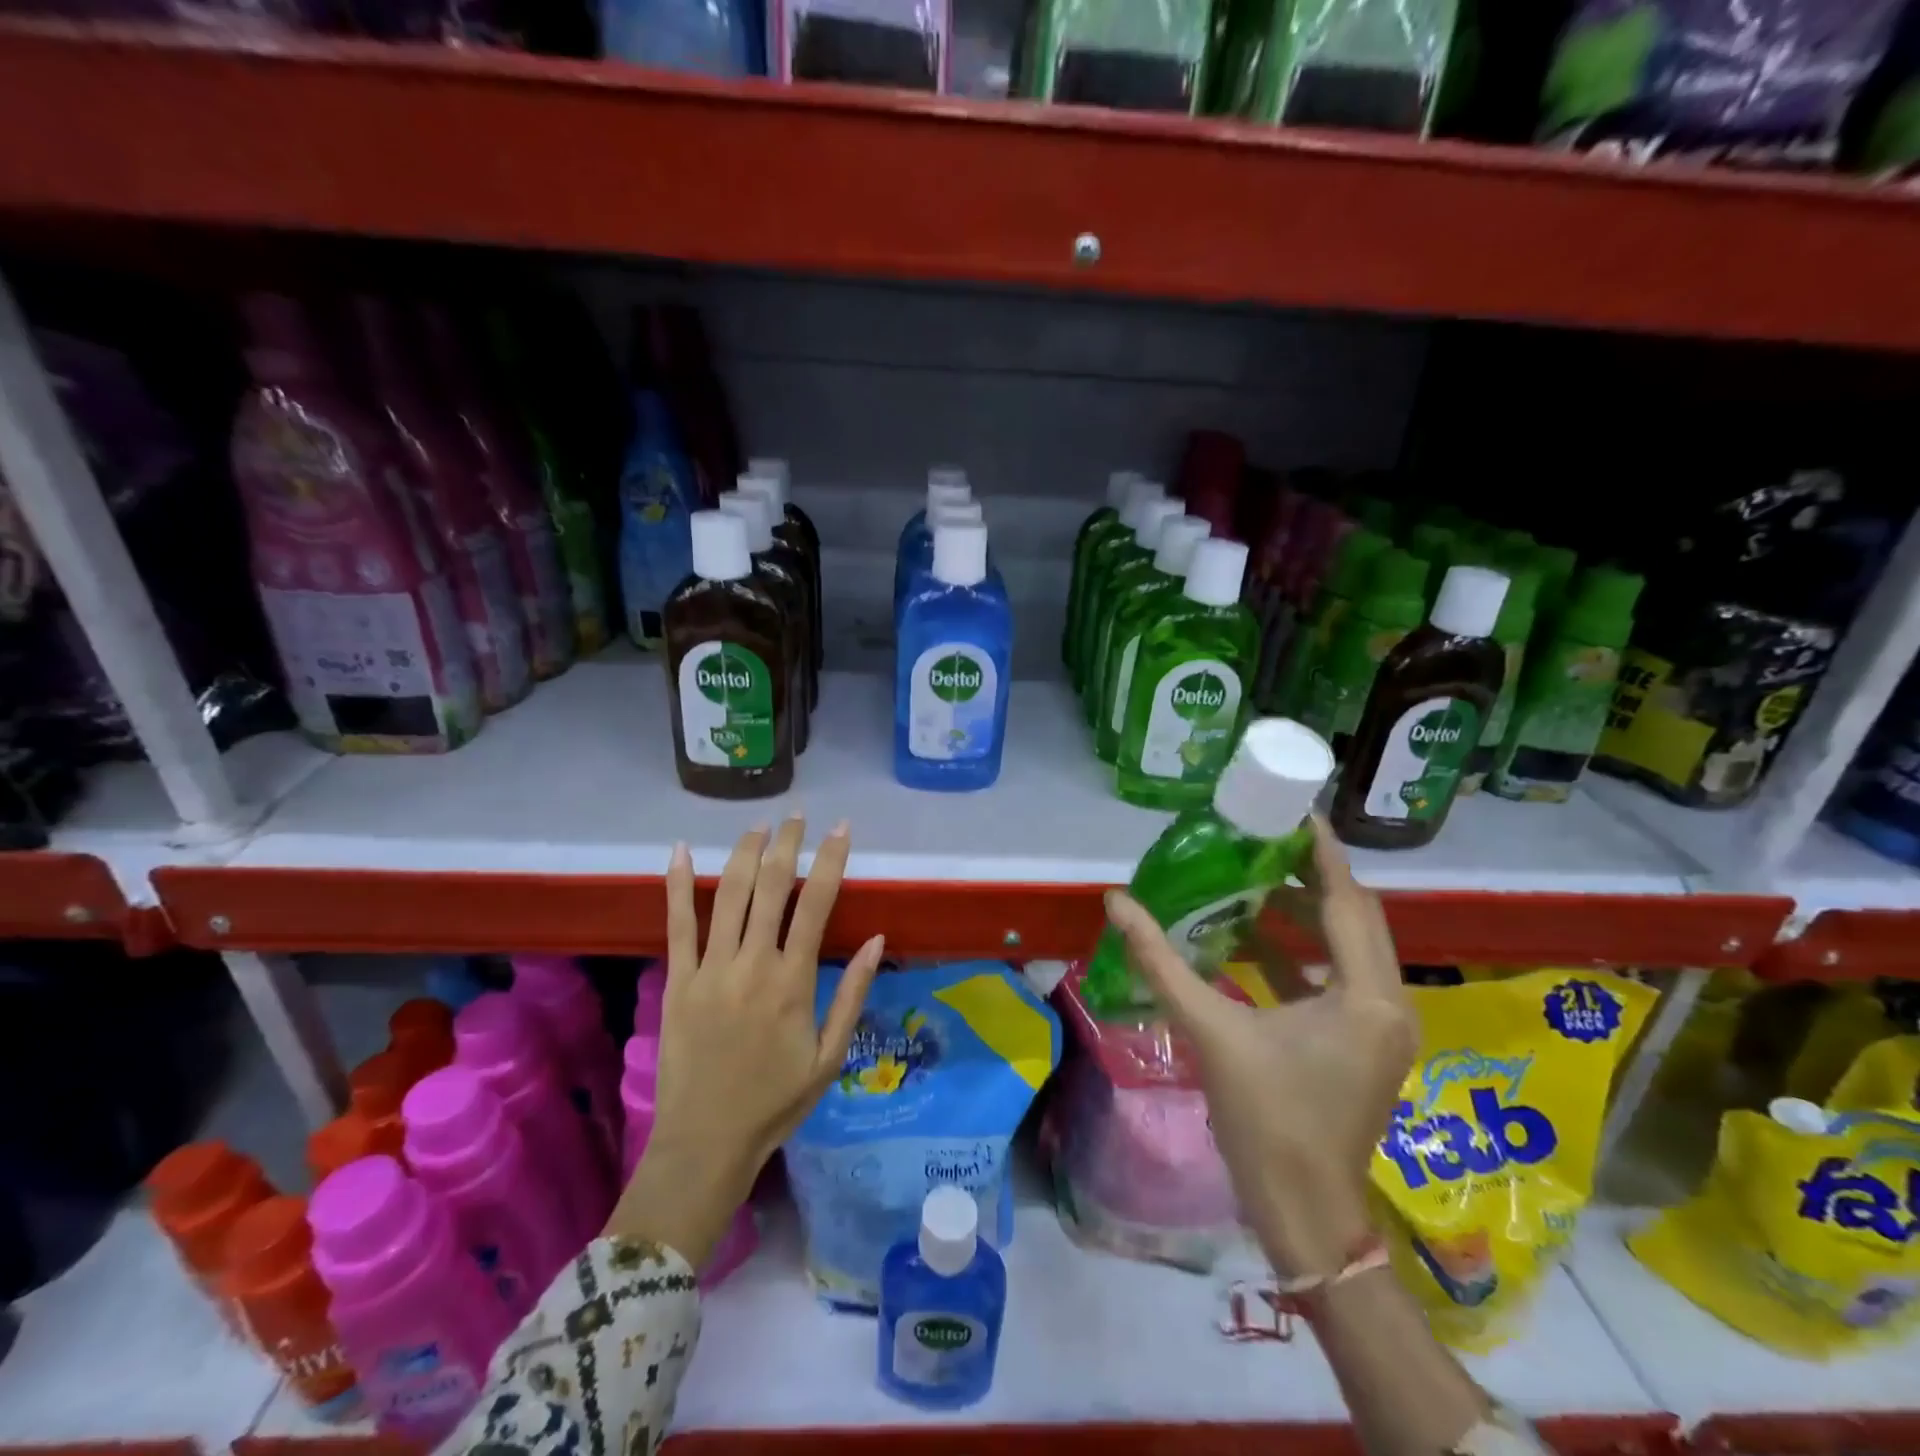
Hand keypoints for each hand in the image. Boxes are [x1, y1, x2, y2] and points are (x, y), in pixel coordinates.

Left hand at [608, 817, 884, 1263]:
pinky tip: (678, 851)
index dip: (830, 860)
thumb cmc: (776, 1101)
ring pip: (728, 895)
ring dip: (744, 853)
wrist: (706, 1142)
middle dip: (786, 844)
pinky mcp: (677, 980)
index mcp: (793, 981)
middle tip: (797, 816)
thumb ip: (852, 994)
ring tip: (758, 826)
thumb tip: (877, 939)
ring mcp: (710, 969)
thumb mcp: (830, 1056)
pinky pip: (677, 925)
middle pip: (771, 887)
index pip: (816, 903)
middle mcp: (752, 963)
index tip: (840, 828)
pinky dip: (677, 885)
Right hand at [1103, 813, 1415, 1279]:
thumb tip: (1117, 902)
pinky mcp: (1367, 1044)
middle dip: (1313, 876)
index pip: (1346, 900)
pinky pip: (1341, 977)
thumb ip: (1161, 962)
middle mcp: (1389, 1002)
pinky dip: (1305, 952)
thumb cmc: (1265, 1118)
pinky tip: (1256, 940)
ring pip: (1351, 946)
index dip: (1321, 851)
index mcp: (1365, 995)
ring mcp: (1383, 1026)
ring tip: (1256, 880)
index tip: (1295, 810)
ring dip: (1308, 913)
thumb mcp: (1209, 1030)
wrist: (1303, 1211)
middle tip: (1265, 841)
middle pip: (1356, 917)